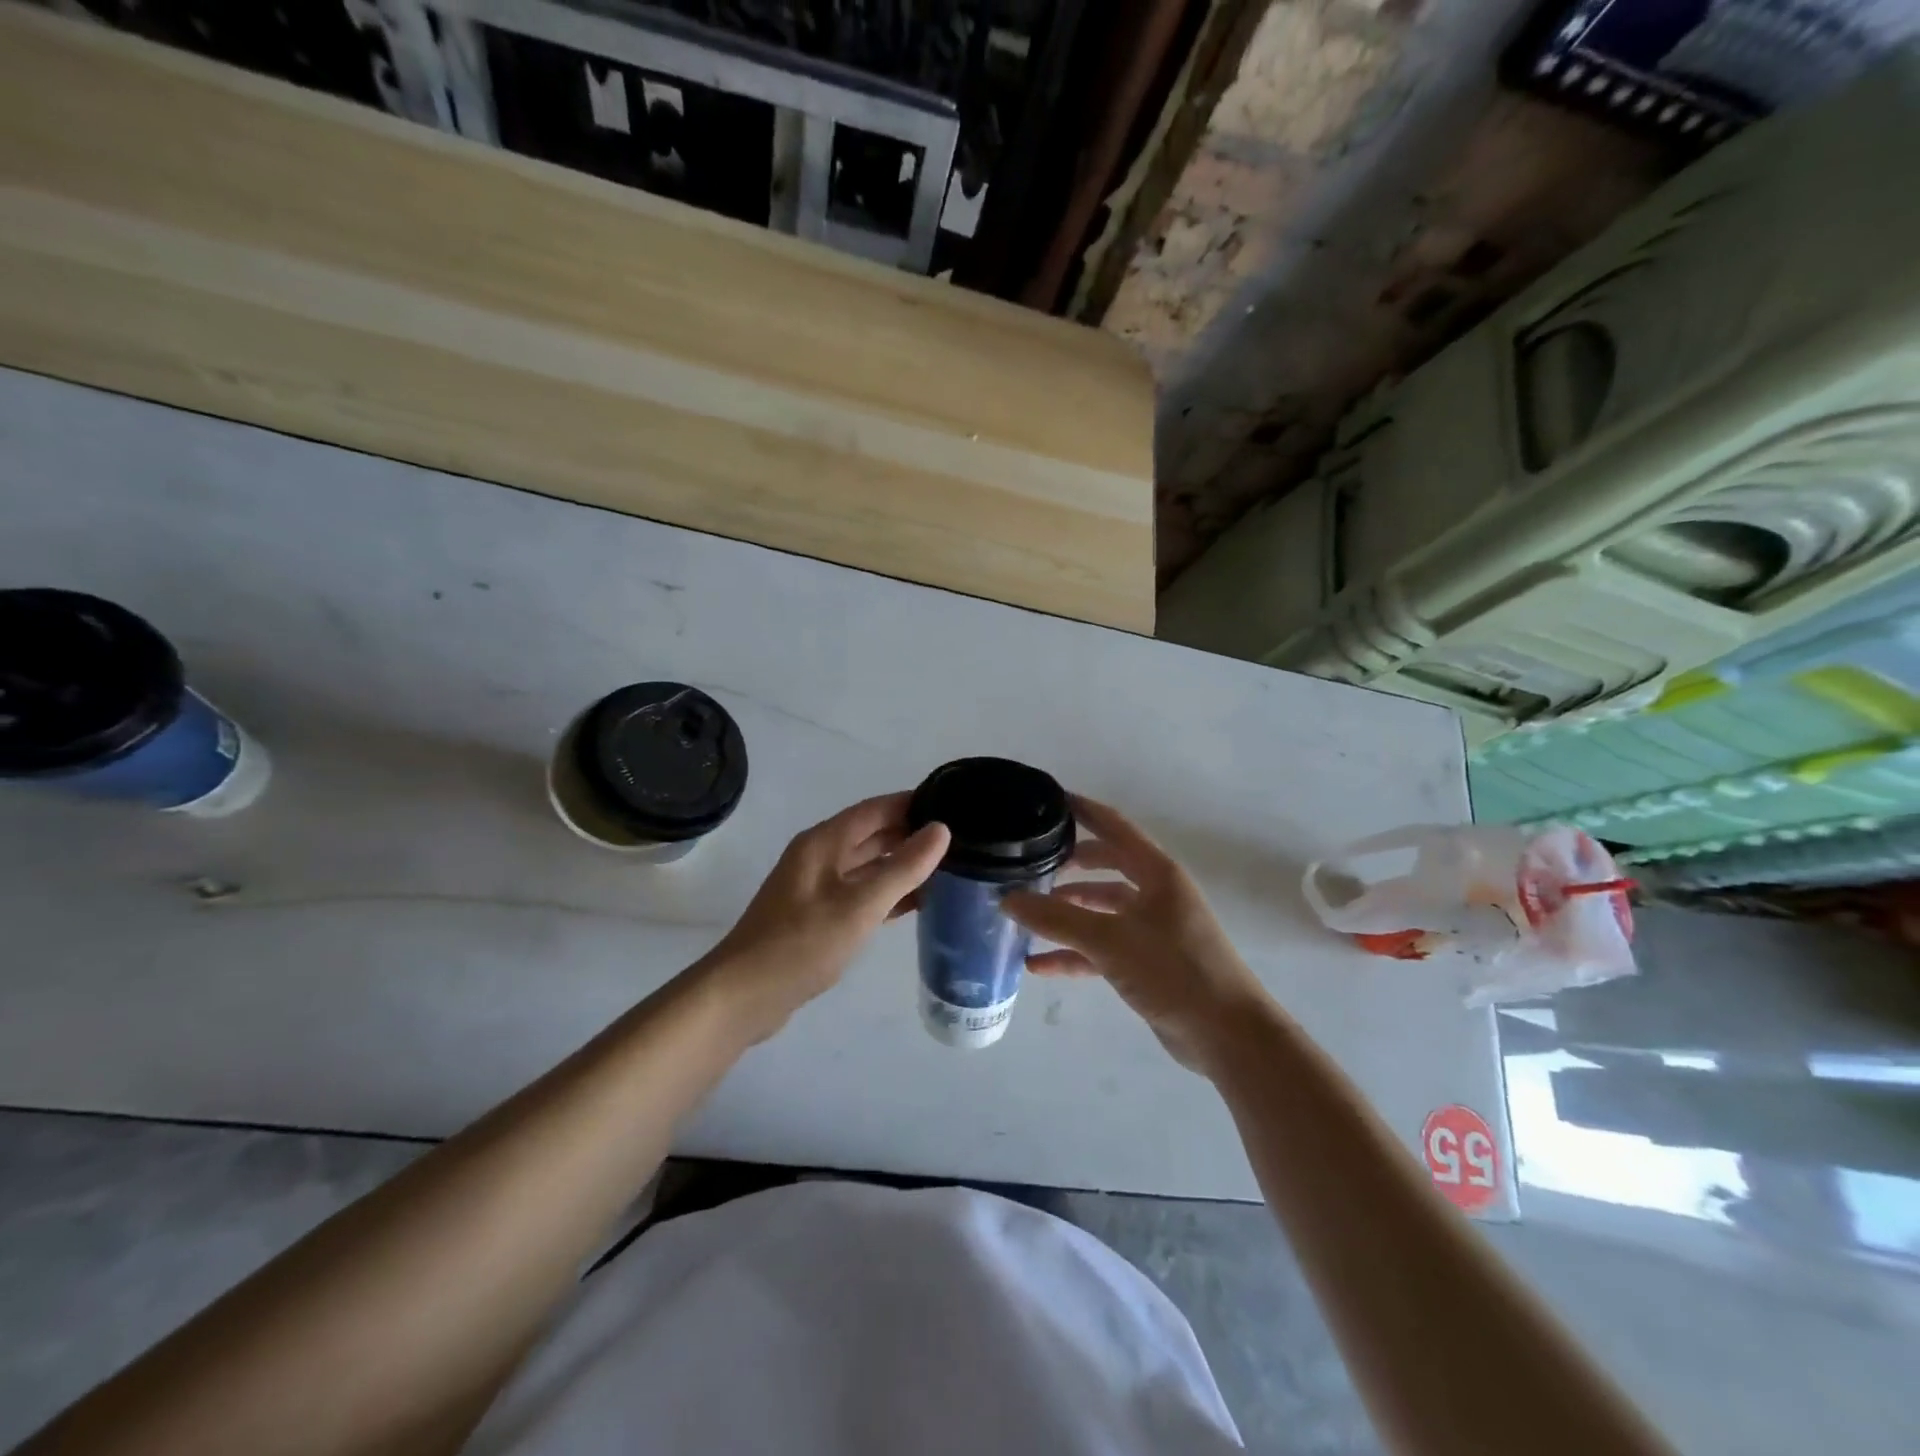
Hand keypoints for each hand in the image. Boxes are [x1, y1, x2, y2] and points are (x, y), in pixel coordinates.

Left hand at [698, 793, 949, 1042]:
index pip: (876, 809)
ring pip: (868, 866)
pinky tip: (918, 903)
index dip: (912, 803)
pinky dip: (888, 894)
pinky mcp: (819, 916)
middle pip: (872, 835)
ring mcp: (818, 887)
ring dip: (902, 866)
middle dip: (911, 835)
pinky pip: (862, 893)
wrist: (745, 995)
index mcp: (824, 842)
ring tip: (948, 868)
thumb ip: (902, 868)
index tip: (952, 803)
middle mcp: (820, 857)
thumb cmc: (802, 944)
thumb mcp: (860, 905)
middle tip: (959, 840)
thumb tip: (941, 829)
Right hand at [1002, 795, 1274, 1073]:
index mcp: (1157, 872)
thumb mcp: (1110, 940)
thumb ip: (1056, 919)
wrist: (1227, 1035)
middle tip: (1030, 862)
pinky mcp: (1147, 963)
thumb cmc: (1174, 970)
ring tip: (1026, 914)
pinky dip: (1073, 953)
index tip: (1048, 800)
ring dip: (1067, 911)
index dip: (1083, 810)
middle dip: (1069, 864)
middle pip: (1106, 866)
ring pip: (1101, 909)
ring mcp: (1152, 929)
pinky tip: (1038, 965)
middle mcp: (1156, 893)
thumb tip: (1006, 899)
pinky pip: (1102, 948)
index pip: (1114, 826)